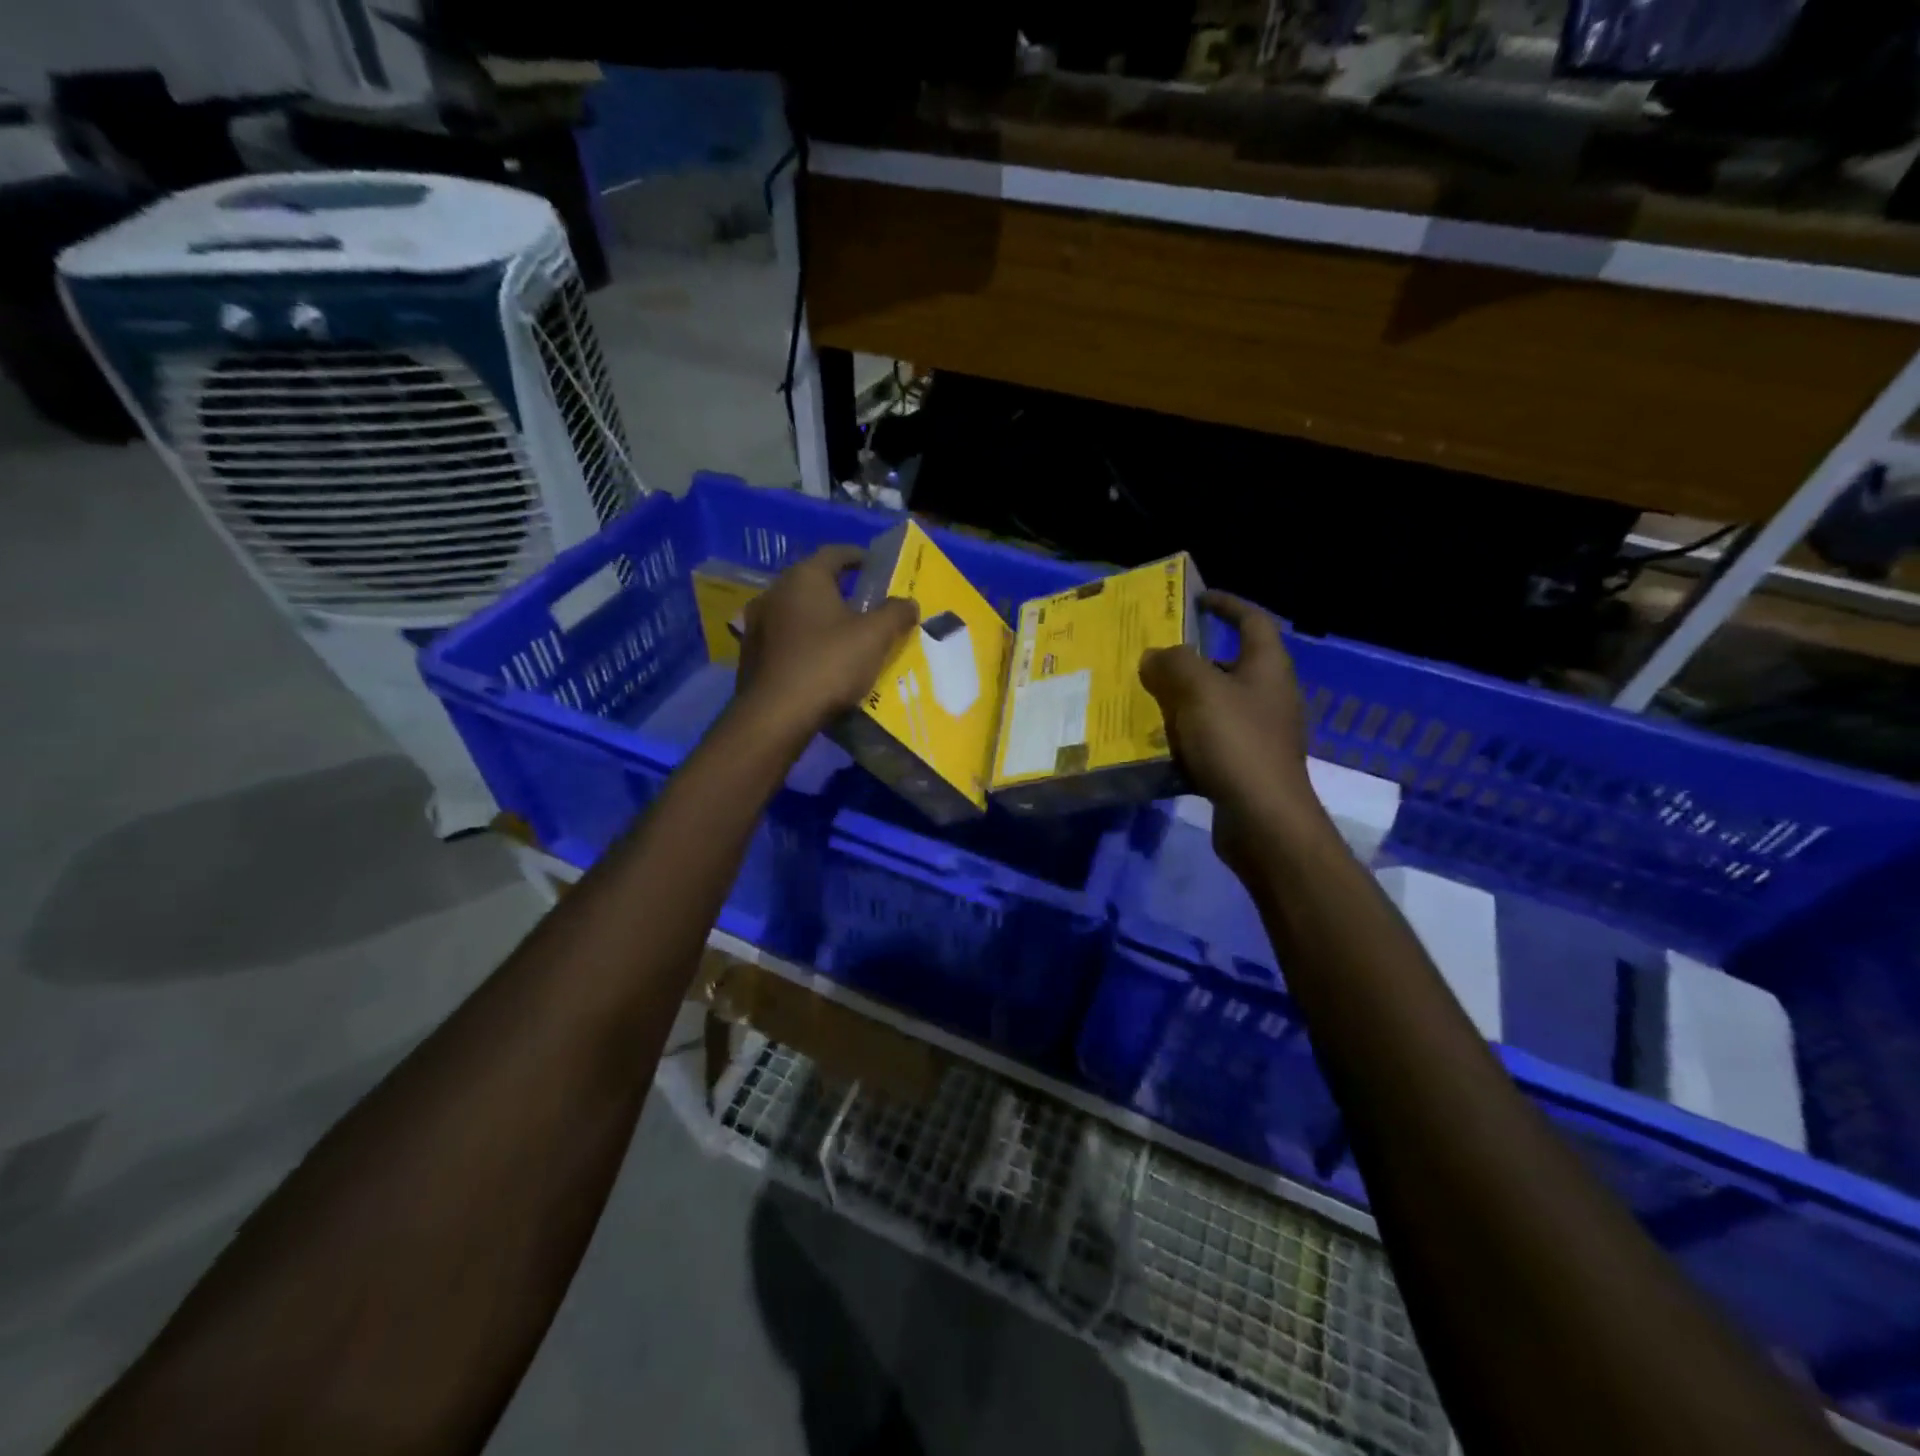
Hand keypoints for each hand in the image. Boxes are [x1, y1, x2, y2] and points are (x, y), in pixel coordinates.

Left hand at [736, 544, 918, 736]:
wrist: (776, 715)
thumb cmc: (829, 664)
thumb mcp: (875, 637)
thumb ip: (896, 613)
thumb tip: (909, 603)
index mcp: (804, 577)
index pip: (835, 553)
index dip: (858, 557)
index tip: (875, 566)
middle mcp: (774, 592)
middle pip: (812, 581)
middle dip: (838, 590)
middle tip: (864, 603)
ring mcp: (757, 623)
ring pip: (795, 611)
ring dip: (818, 617)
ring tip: (842, 634)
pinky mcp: (750, 653)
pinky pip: (784, 637)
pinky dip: (802, 641)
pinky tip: (817, 659)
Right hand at [1138, 591, 1324, 873]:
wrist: (1262, 819)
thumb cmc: (1236, 743)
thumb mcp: (1199, 691)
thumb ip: (1173, 664)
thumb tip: (1154, 656)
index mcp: (1268, 668)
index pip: (1253, 621)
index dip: (1226, 605)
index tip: (1196, 599)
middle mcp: (1268, 697)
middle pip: (1229, 665)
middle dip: (1192, 660)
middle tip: (1153, 658)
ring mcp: (1259, 734)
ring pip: (1215, 705)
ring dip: (1183, 701)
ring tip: (1145, 700)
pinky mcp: (1244, 766)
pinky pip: (1209, 740)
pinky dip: (1185, 737)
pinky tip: (1156, 744)